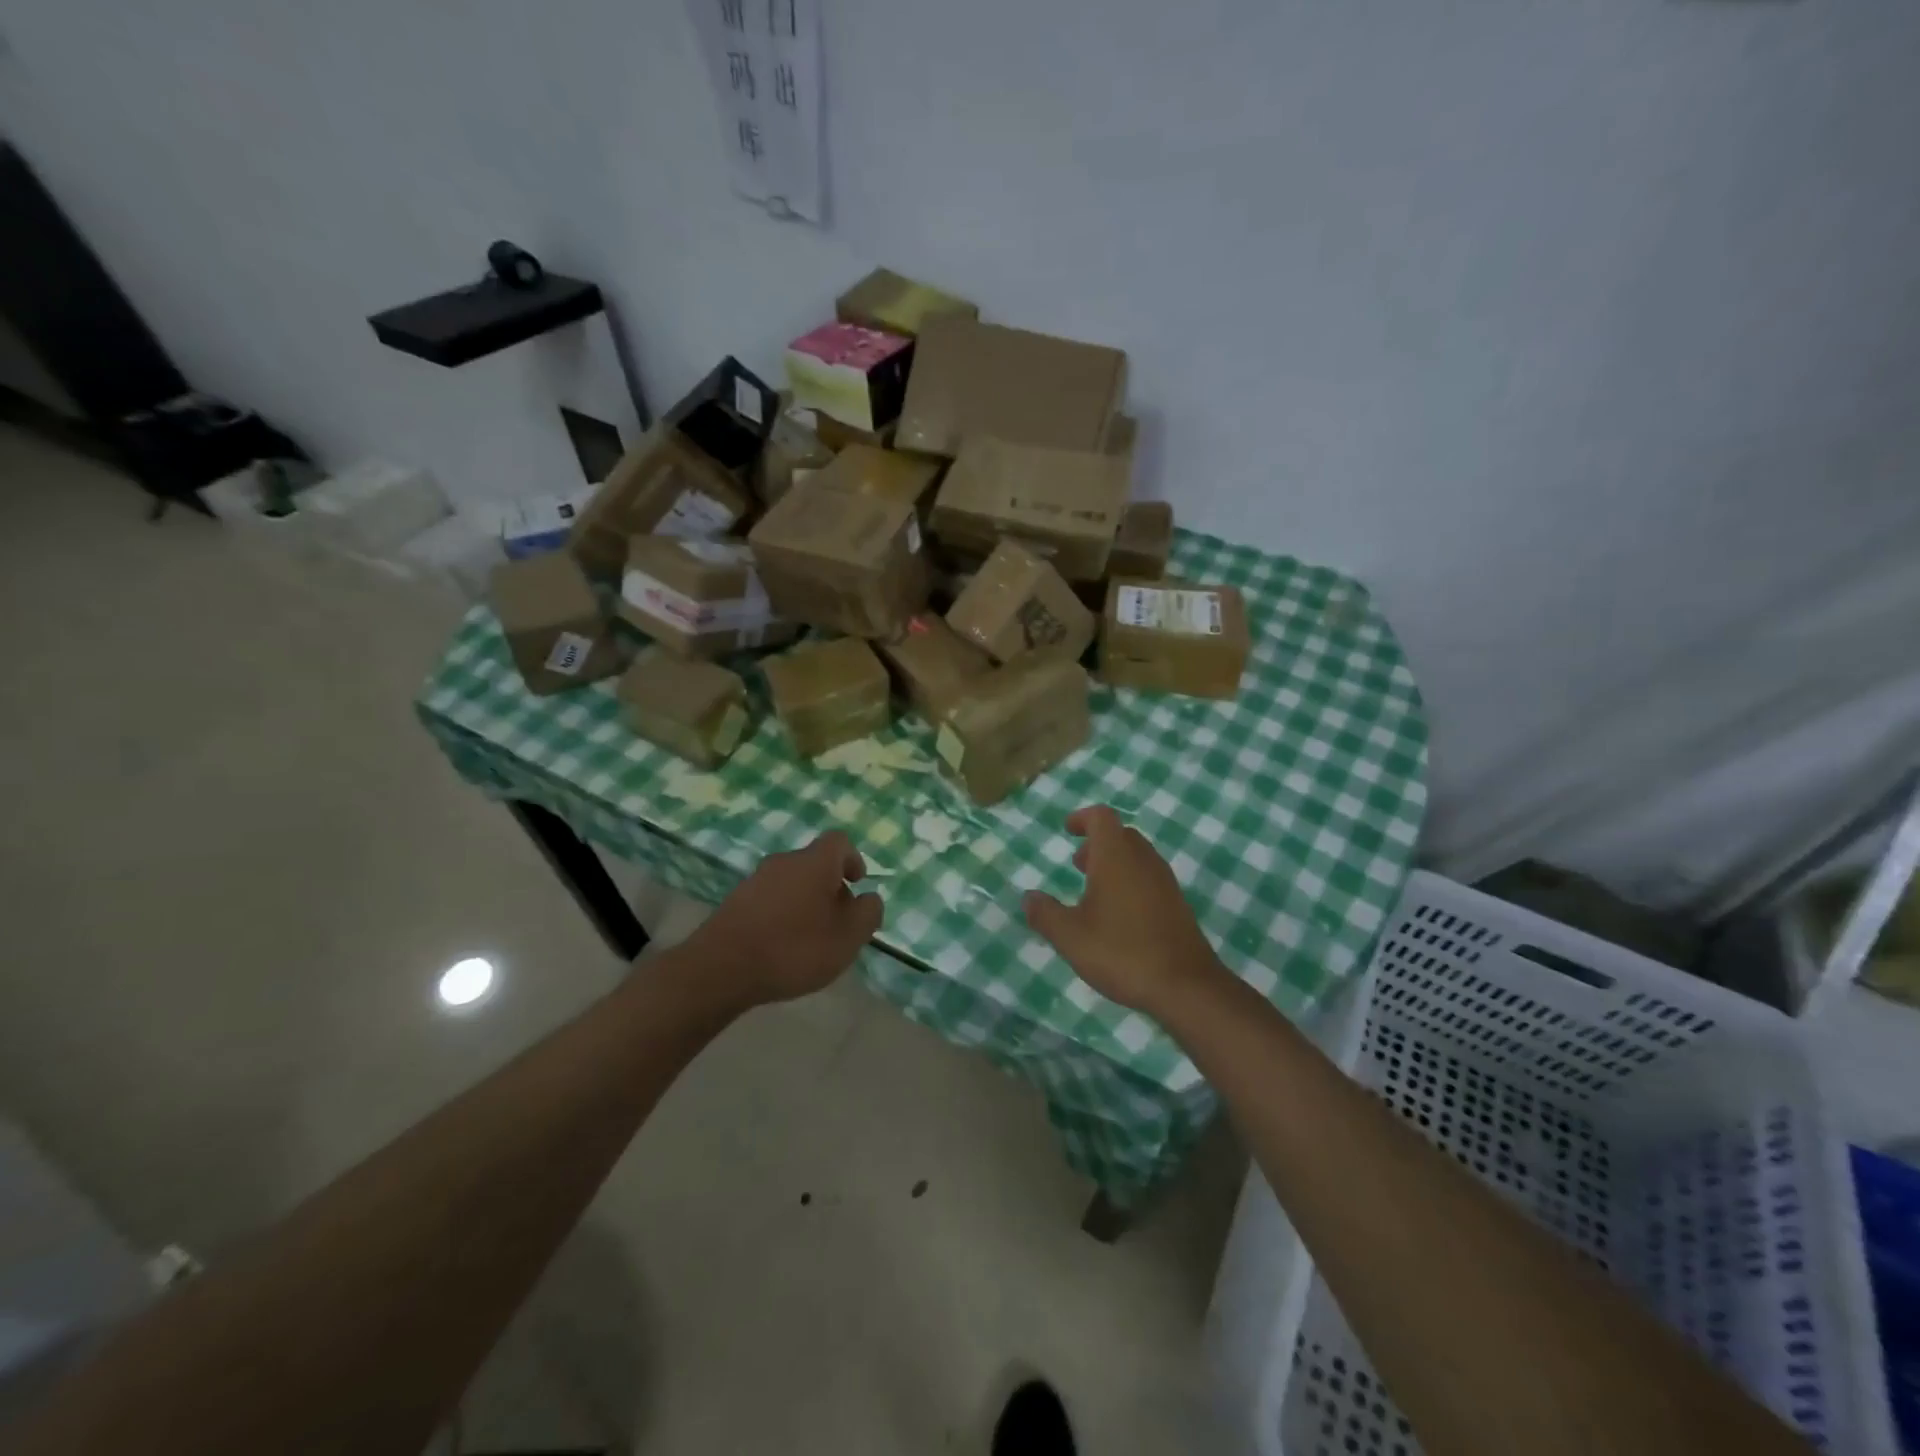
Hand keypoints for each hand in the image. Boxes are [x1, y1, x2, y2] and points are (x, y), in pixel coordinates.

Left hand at [681, 831, 882, 1009]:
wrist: (721, 968)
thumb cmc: (795, 948)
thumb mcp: (848, 937)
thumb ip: (868, 914)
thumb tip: (869, 899)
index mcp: (815, 862)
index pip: (839, 842)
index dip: (853, 859)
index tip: (857, 884)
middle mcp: (784, 861)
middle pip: (814, 863)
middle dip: (830, 887)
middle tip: (837, 921)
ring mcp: (755, 880)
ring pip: (791, 883)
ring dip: (804, 902)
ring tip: (809, 939)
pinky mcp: (734, 902)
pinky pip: (769, 900)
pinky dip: (781, 915)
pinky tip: (780, 946)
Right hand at [1023, 806, 1222, 1015]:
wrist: (1186, 986)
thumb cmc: (1122, 952)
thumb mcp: (1071, 937)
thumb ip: (1045, 914)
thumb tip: (1029, 898)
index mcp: (1116, 856)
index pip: (1101, 817)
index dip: (1082, 818)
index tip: (1067, 830)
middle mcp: (1143, 860)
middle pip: (1120, 835)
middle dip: (1097, 843)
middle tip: (1077, 864)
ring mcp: (1165, 882)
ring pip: (1137, 857)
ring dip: (1114, 863)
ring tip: (1094, 891)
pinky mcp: (1177, 904)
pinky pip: (1149, 878)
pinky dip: (1130, 882)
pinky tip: (1119, 916)